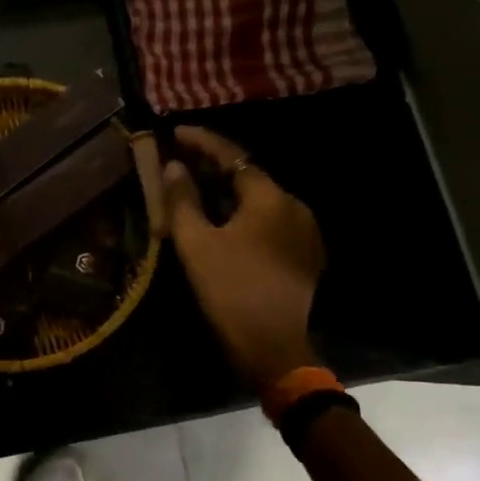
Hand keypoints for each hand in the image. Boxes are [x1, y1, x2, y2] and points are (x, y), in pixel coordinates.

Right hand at [163, 126, 325, 394]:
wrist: (275, 348)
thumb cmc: (231, 290)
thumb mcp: (196, 243)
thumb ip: (183, 199)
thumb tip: (174, 166)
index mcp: (270, 197)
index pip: (232, 156)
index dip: (202, 141)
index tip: (175, 132)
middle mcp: (293, 205)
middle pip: (248, 175)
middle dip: (213, 165)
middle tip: (180, 159)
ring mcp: (304, 230)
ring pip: (259, 198)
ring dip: (227, 189)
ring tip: (195, 187)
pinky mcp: (304, 253)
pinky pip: (269, 219)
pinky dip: (243, 211)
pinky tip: (221, 219)